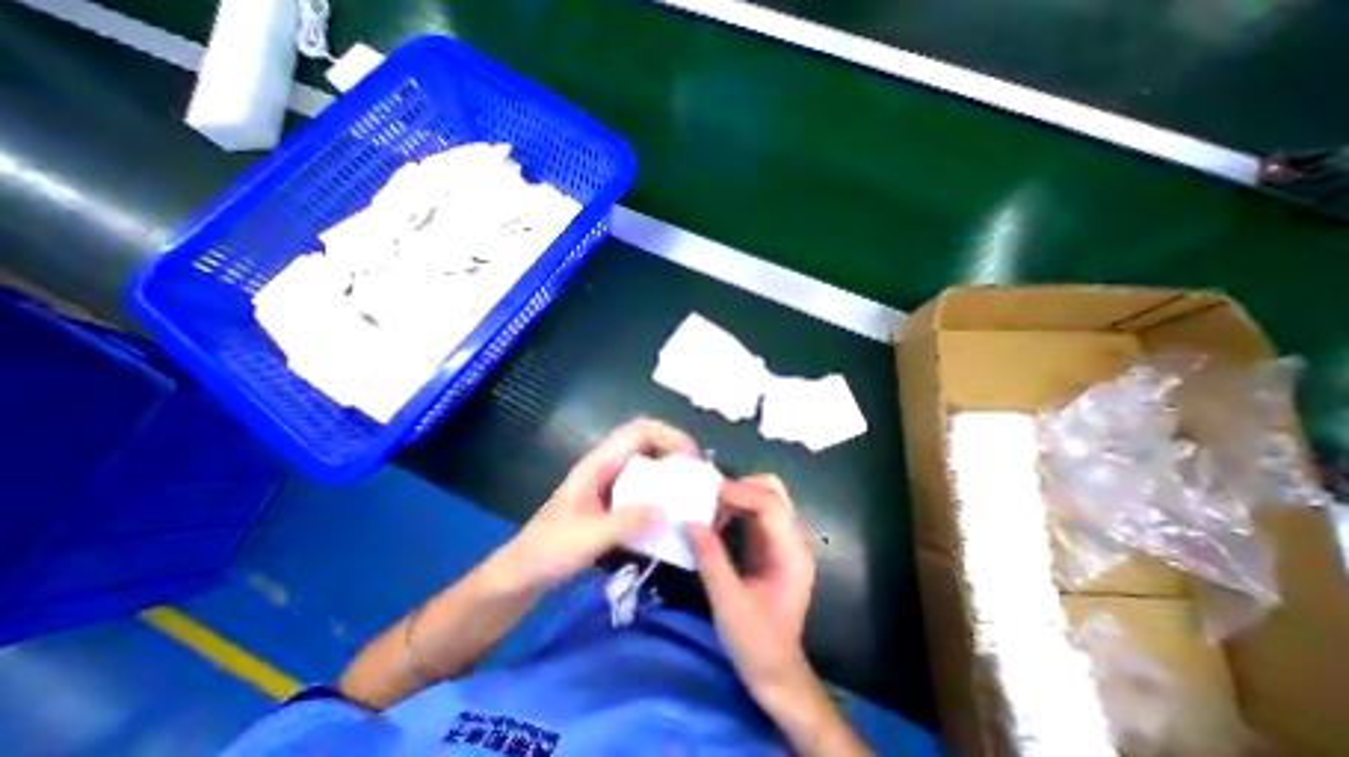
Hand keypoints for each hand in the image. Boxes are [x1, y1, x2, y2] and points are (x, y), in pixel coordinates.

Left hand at [492, 419, 696, 590]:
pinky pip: (643, 485)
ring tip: (691, 487)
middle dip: (675, 449)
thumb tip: (667, 510)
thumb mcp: (587, 538)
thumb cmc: (548, 551)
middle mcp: (606, 466)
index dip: (668, 435)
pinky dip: (661, 488)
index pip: (638, 431)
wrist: (522, 573)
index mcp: (598, 464)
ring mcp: (609, 483)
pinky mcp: (612, 501)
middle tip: (697, 472)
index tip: (690, 457)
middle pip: (646, 441)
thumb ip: (625, 523)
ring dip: (670, 468)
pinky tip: (671, 508)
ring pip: (646, 462)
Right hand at [688, 475, 816, 694]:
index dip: (740, 492)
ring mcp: (781, 540)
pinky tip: (714, 519)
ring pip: (762, 496)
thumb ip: (711, 561)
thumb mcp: (729, 605)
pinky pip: (752, 511)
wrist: (775, 673)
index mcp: (791, 553)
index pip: (771, 505)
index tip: (707, 492)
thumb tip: (690, 522)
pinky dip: (733, 507)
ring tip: (707, 507)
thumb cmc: (757, 644)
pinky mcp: (768, 544)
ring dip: (735, 496)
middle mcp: (791, 539)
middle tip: (708, 497)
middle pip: (772, 491)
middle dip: (739, 487)